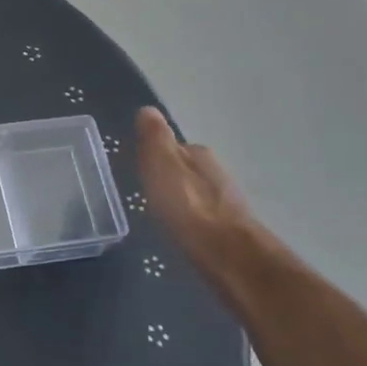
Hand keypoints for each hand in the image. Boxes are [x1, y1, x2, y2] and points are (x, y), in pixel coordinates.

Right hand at [135, 108, 263, 282]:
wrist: (228, 256)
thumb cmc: (188, 208)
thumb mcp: (162, 167)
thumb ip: (155, 140)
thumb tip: (148, 109)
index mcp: (199, 155)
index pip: (173, 147)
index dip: (154, 156)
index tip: (138, 168)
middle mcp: (216, 172)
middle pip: (186, 169)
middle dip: (169, 177)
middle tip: (146, 190)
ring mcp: (226, 200)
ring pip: (196, 192)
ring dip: (181, 198)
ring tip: (160, 211)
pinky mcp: (228, 227)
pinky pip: (202, 214)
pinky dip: (190, 217)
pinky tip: (180, 229)